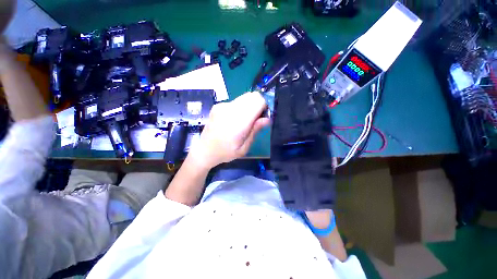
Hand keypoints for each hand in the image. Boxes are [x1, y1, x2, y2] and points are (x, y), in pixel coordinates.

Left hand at [189, 91, 269, 168]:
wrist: (204, 150)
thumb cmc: (226, 152)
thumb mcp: (244, 147)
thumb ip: (255, 130)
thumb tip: (267, 118)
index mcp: (238, 121)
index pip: (258, 101)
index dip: (264, 108)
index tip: (262, 118)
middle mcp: (231, 109)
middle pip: (253, 96)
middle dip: (258, 105)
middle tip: (254, 119)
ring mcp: (223, 105)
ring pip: (245, 97)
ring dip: (249, 105)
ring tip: (244, 120)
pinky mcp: (218, 105)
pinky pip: (236, 101)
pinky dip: (240, 107)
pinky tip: (234, 119)